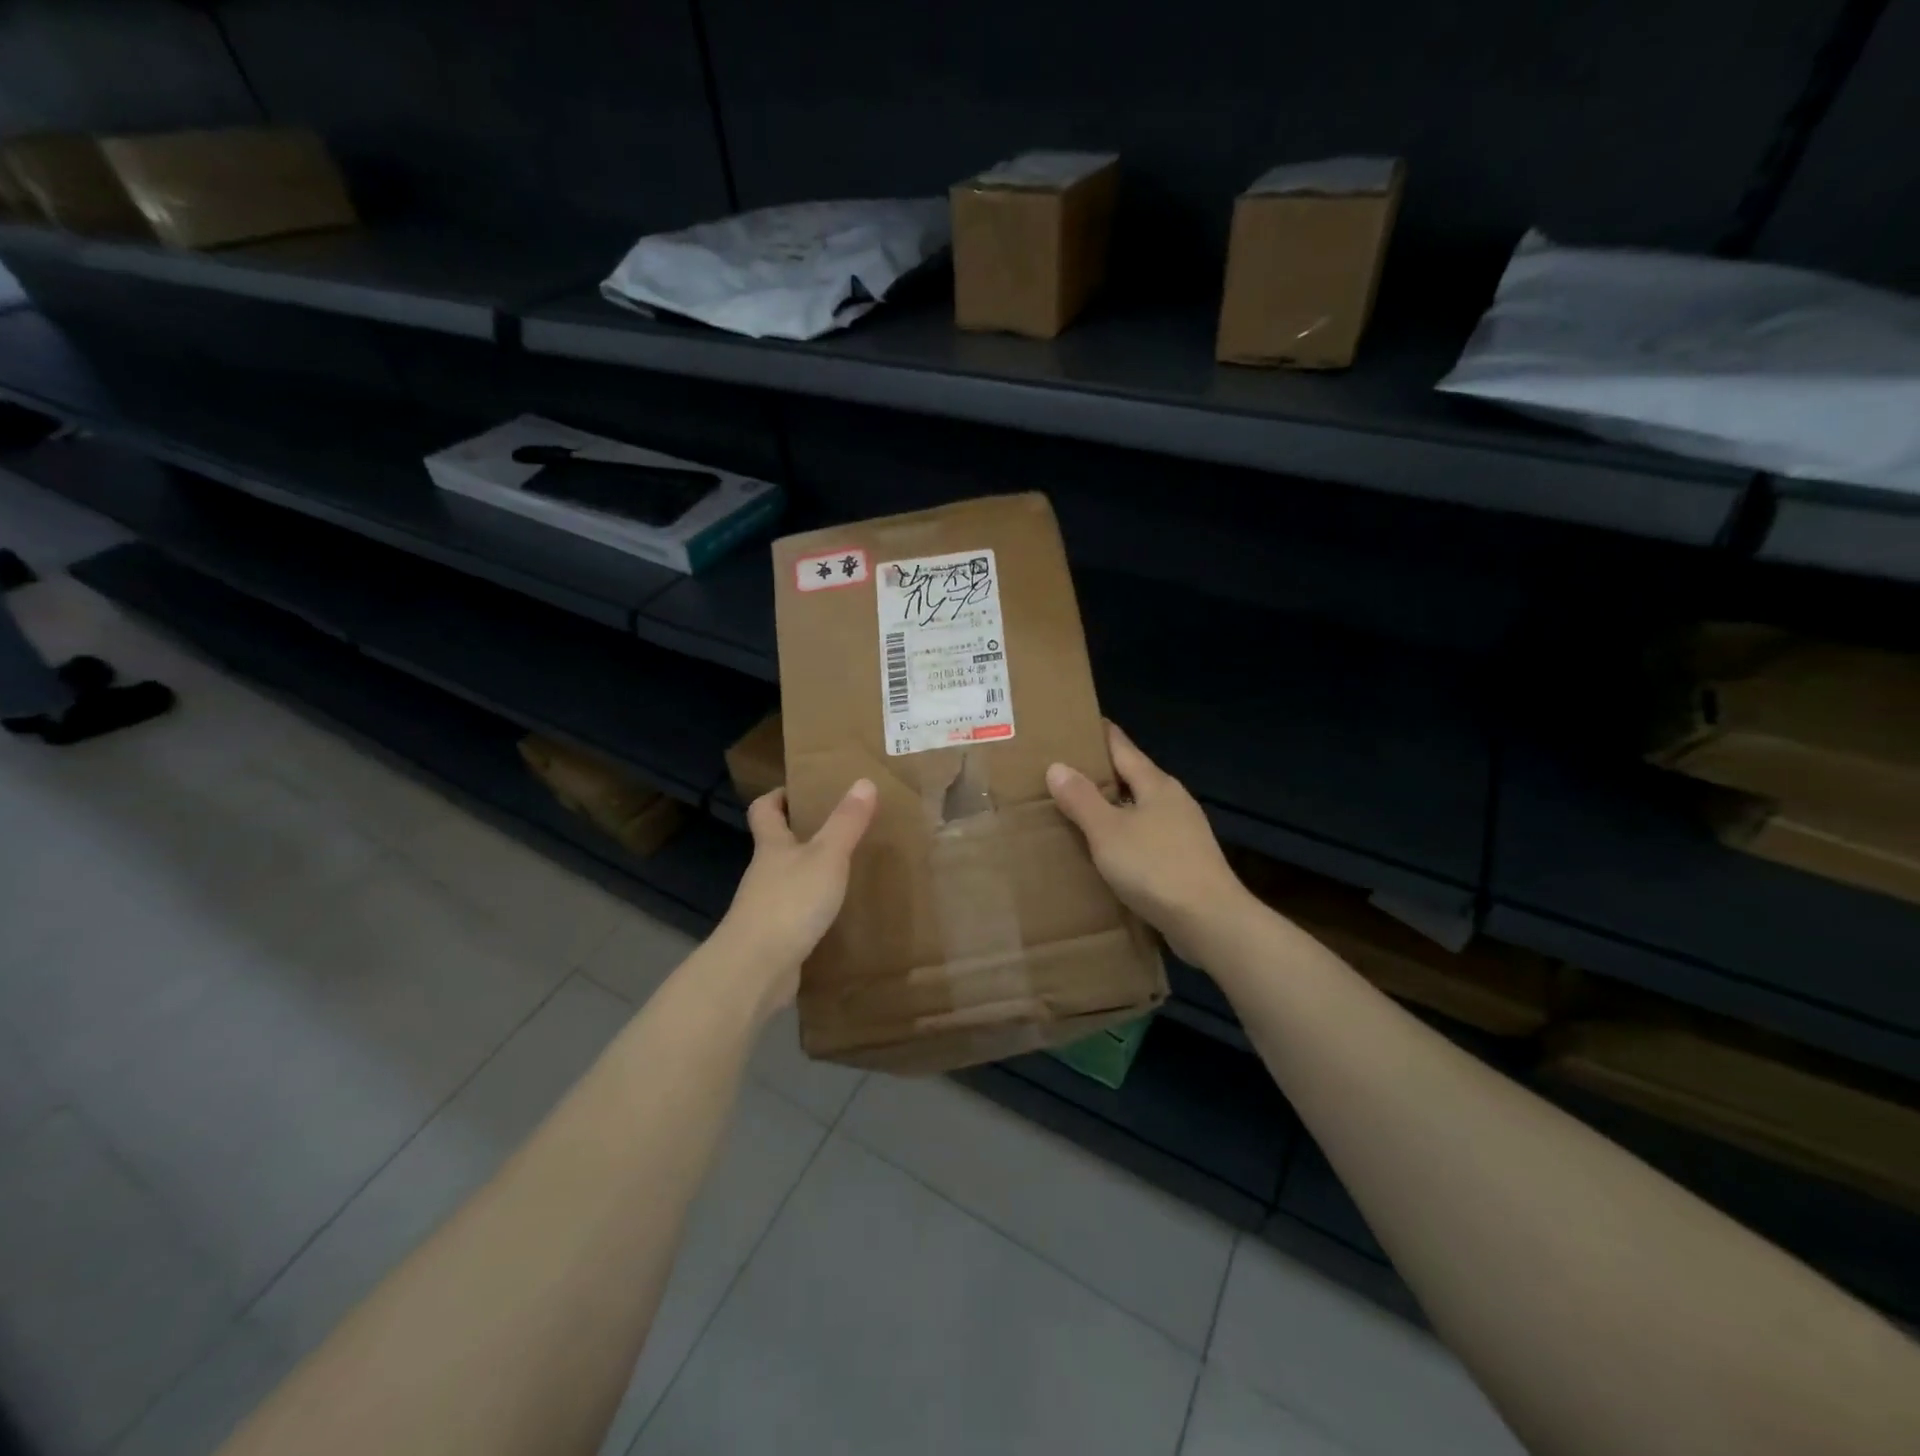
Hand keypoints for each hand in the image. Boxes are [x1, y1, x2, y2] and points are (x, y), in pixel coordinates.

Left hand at [713, 779, 878, 1011]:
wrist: (755, 970)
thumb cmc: (790, 902)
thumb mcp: (827, 857)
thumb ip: (846, 822)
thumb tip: (864, 781)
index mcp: (771, 846)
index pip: (764, 810)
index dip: (777, 796)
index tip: (799, 790)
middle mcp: (764, 873)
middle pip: (777, 845)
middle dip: (802, 834)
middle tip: (840, 827)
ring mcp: (766, 907)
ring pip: (788, 880)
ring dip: (810, 873)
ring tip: (847, 869)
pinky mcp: (775, 937)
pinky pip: (796, 914)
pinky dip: (813, 909)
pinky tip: (838, 914)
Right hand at [1047, 723, 1253, 963]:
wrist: (1210, 921)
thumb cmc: (1155, 868)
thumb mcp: (1108, 831)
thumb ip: (1082, 799)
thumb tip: (1057, 766)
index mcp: (1156, 784)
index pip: (1122, 747)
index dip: (1100, 734)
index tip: (1077, 723)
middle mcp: (1173, 801)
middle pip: (1133, 777)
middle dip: (1102, 773)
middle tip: (1064, 771)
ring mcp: (1184, 832)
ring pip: (1140, 809)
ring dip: (1113, 807)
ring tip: (1080, 810)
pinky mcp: (1186, 861)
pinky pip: (1147, 837)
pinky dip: (1125, 835)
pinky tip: (1109, 850)